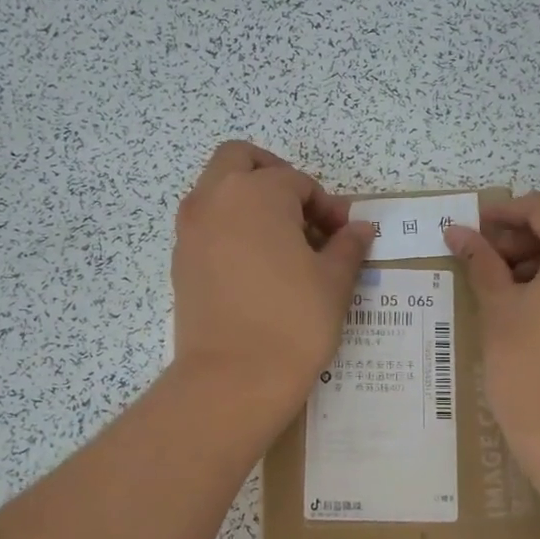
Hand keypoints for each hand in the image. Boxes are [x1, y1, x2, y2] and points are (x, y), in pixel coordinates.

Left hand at [171, 141, 374, 414]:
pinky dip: (230, 228)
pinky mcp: (180, 261)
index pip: (297, 182)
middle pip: (240, 159)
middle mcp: (215, 199)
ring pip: (217, 190)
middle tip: (301, 211)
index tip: (343, 234)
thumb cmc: (293, 322)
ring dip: (248, 200)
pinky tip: (257, 267)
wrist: (233, 379)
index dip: (326, 205)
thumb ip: (348, 245)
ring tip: (282, 243)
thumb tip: (360, 228)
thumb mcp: (334, 282)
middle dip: (274, 175)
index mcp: (257, 193)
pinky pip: (206, 224)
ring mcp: (191, 230)